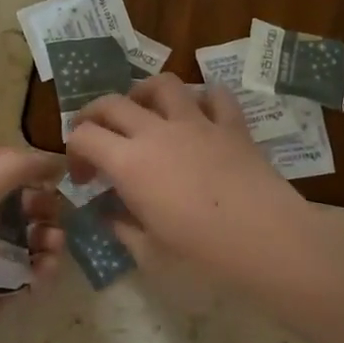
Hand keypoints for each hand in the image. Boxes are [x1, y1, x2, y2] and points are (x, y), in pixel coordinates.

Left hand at [0, 146, 65, 342]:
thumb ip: (14, 167)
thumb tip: (49, 159)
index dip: (20, 161)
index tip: (50, 169)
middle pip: (16, 199)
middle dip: (42, 202)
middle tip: (54, 211)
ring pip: (28, 236)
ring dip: (48, 236)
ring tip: (53, 246)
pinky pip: (30, 270)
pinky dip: (43, 268)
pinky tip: (44, 271)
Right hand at [65, 74, 314, 291]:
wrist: (270, 243)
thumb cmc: (204, 257)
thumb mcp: (151, 255)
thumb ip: (123, 229)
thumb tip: (111, 214)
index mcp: (129, 164)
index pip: (83, 137)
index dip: (73, 153)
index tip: (84, 180)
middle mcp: (157, 133)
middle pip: (112, 103)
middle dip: (93, 116)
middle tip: (97, 140)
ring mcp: (198, 123)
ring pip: (162, 85)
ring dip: (144, 94)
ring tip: (144, 114)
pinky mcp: (233, 126)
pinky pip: (216, 96)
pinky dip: (203, 99)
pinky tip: (200, 115)